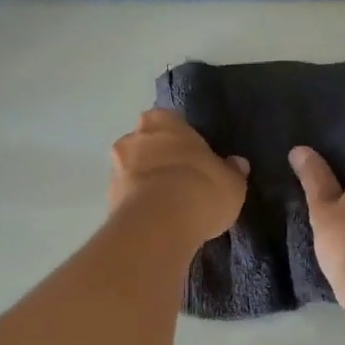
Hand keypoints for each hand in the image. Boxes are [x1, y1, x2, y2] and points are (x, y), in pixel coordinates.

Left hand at [109, 109, 248, 245]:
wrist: (159, 224)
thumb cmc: (200, 188)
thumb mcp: (231, 182)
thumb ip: (232, 170)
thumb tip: (236, 164)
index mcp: (162, 120)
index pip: (172, 122)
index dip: (183, 141)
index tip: (196, 159)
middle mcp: (133, 137)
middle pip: (148, 144)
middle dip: (161, 160)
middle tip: (183, 182)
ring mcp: (116, 168)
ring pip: (135, 171)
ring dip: (147, 184)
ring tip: (170, 207)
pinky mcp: (108, 199)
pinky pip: (128, 197)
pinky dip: (140, 205)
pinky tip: (157, 221)